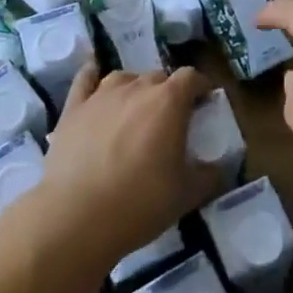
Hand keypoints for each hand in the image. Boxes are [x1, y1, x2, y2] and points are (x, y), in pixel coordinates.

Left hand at [29, 63, 222, 274]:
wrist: (76, 217)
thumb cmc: (140, 202)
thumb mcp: (187, 194)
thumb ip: (210, 176)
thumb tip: (220, 169)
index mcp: (169, 101)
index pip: (191, 77)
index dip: (200, 86)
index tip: (204, 103)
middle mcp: (136, 88)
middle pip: (158, 76)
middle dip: (168, 92)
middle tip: (170, 120)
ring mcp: (101, 95)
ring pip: (124, 77)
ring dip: (135, 88)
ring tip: (135, 110)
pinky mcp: (73, 108)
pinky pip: (85, 79)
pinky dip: (92, 76)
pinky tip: (94, 79)